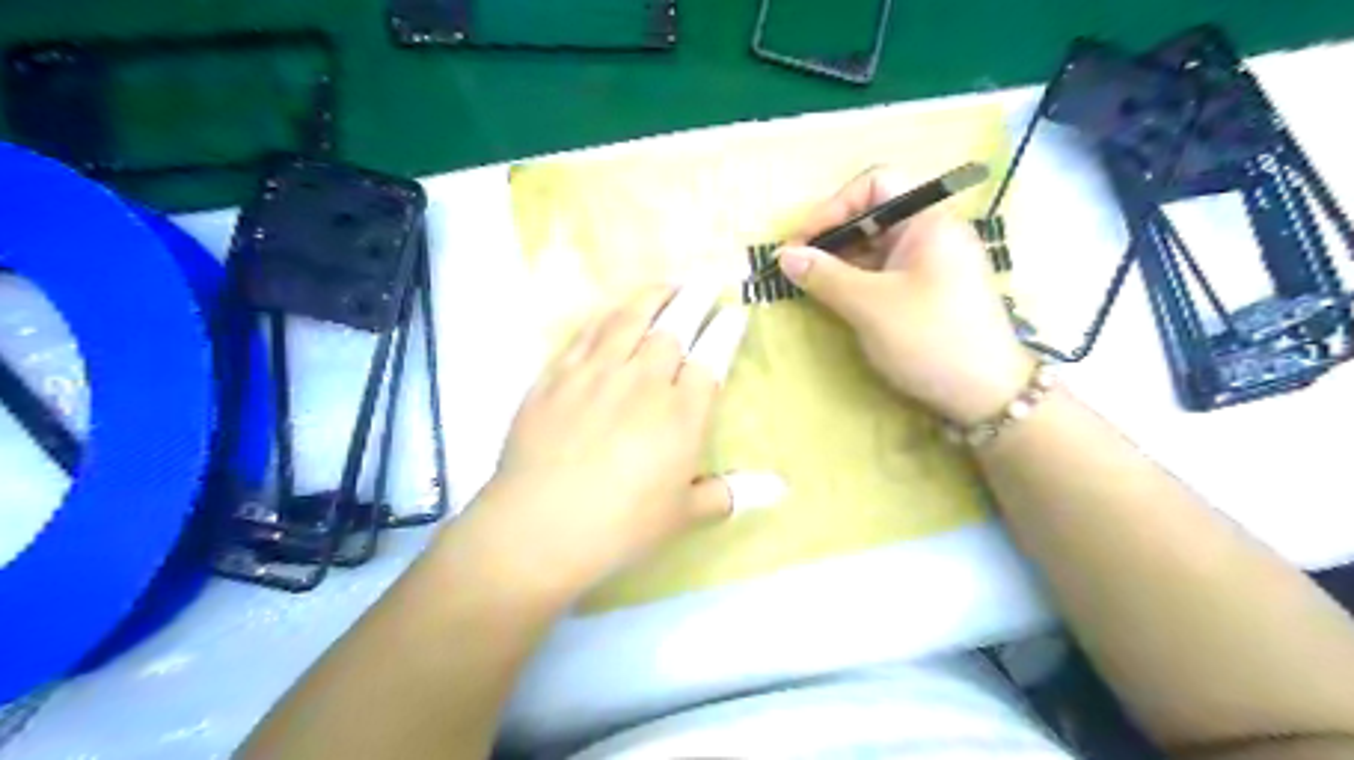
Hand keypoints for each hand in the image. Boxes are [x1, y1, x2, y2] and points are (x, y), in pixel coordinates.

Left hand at [449, 279, 782, 604]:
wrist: (540, 527)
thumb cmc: (622, 526)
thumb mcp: (684, 515)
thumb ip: (731, 493)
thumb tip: (781, 489)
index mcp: (681, 413)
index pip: (712, 356)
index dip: (726, 329)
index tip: (735, 310)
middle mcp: (642, 381)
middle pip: (674, 326)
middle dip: (696, 296)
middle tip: (707, 276)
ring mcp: (596, 373)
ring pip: (629, 319)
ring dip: (652, 296)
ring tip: (666, 284)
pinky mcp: (556, 377)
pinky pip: (585, 334)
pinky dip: (604, 317)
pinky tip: (610, 312)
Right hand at [779, 165, 1033, 425]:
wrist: (987, 395)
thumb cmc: (930, 339)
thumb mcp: (870, 305)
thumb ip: (824, 275)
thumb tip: (784, 255)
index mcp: (929, 221)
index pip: (875, 185)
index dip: (832, 207)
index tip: (801, 242)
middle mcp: (932, 234)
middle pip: (873, 216)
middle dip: (832, 237)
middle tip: (797, 266)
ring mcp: (932, 264)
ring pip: (876, 247)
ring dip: (840, 262)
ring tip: (809, 285)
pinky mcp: (927, 292)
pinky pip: (884, 273)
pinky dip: (857, 281)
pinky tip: (836, 299)